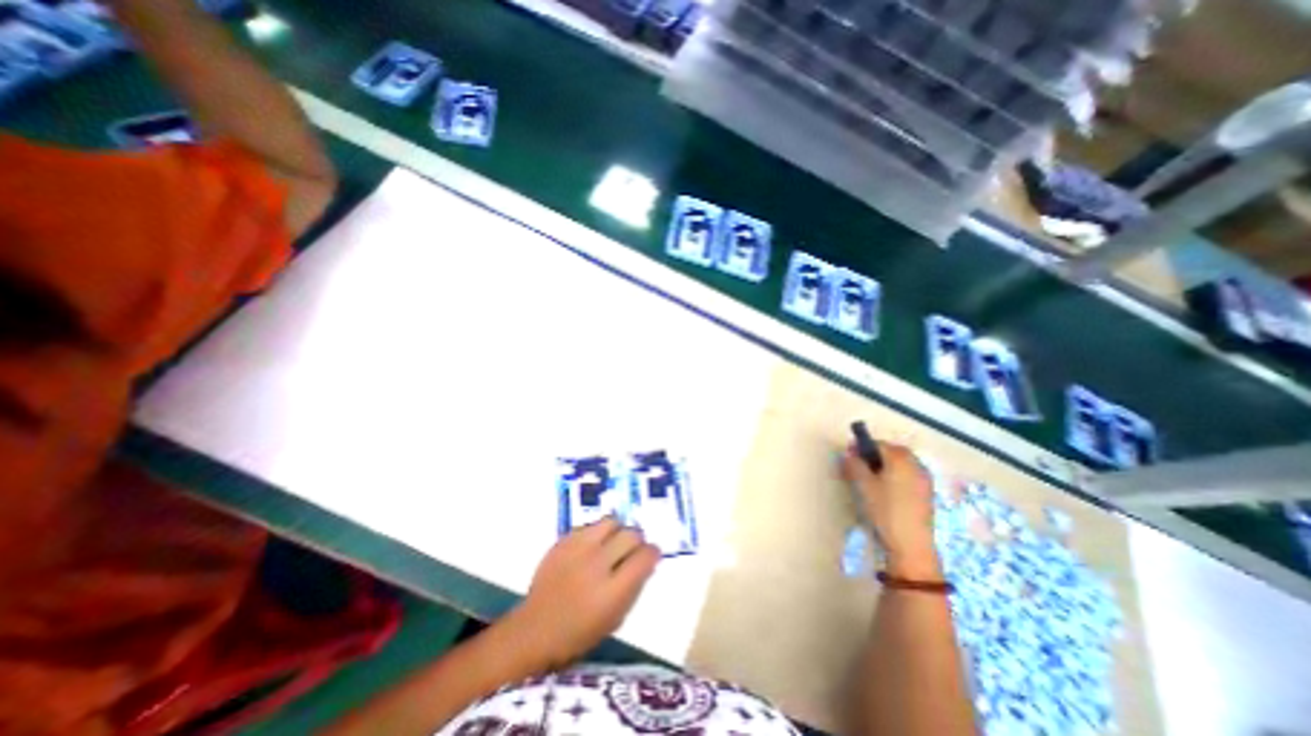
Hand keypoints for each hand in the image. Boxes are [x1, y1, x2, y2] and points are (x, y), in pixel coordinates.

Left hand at [507, 517, 661, 665]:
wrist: (535, 629)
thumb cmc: (579, 633)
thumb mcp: (615, 619)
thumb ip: (634, 587)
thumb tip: (647, 562)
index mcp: (612, 591)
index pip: (644, 557)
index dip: (653, 553)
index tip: (651, 555)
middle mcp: (597, 564)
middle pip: (630, 535)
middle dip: (637, 540)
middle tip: (633, 549)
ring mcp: (578, 549)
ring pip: (611, 521)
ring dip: (618, 531)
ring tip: (613, 543)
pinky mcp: (563, 541)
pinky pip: (590, 525)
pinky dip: (597, 534)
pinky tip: (592, 547)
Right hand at [846, 440, 937, 576]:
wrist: (911, 545)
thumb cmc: (885, 510)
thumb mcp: (863, 485)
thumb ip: (854, 465)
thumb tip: (848, 454)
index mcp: (900, 458)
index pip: (878, 444)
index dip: (861, 447)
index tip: (848, 456)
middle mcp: (916, 464)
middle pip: (893, 452)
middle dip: (875, 455)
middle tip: (859, 466)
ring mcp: (925, 480)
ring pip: (901, 465)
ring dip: (886, 466)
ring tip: (870, 479)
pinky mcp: (927, 495)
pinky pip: (908, 477)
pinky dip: (896, 477)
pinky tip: (886, 491)